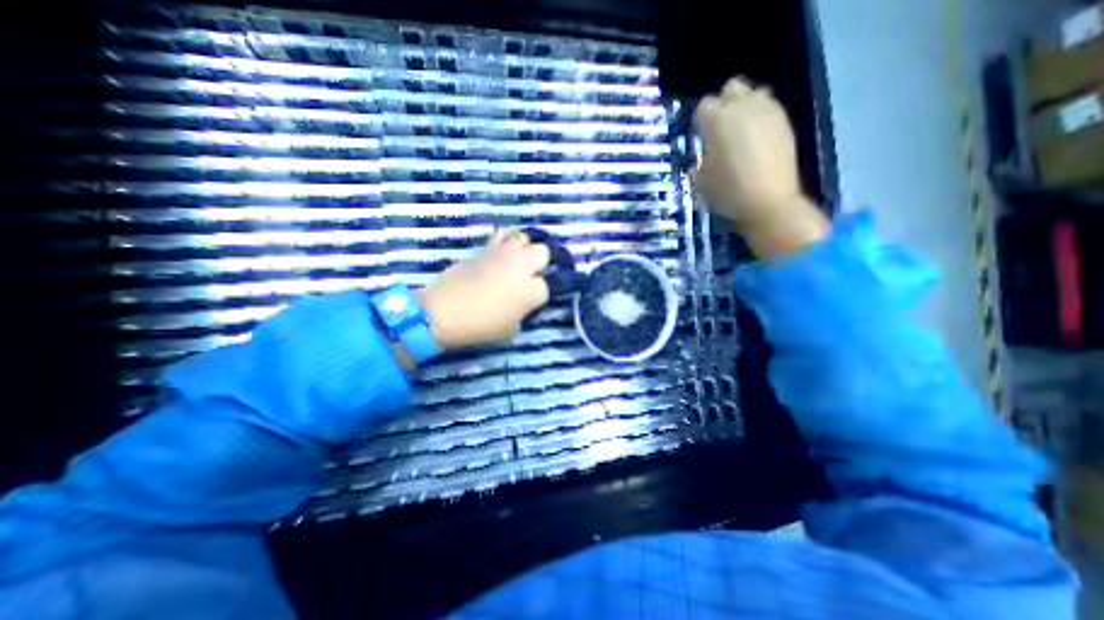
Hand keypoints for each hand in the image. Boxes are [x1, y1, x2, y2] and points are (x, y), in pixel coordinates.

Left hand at [413, 231, 550, 351]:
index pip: (545, 286)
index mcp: (531, 291)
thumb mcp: (510, 329)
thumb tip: (520, 304)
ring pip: (524, 238)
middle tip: (528, 275)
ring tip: (515, 260)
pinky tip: (501, 251)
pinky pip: (501, 235)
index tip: (528, 301)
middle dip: (539, 263)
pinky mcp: (485, 248)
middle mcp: (522, 267)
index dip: (537, 294)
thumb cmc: (480, 326)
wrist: (445, 311)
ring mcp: (503, 254)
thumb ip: (521, 313)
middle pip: (542, 253)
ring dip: (523, 249)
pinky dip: (504, 241)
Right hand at [693, 77, 822, 256]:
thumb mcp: (701, 180)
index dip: (701, 120)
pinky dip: (760, 118)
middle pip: (732, 88)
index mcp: (718, 120)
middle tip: (720, 127)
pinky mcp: (785, 122)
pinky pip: (770, 109)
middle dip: (724, 103)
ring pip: (755, 93)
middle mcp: (744, 107)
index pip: (704, 106)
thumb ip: (700, 163)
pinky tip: (757, 140)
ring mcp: (769, 112)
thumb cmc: (727, 190)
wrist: (768, 201)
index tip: (701, 135)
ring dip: (745, 106)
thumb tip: (705, 159)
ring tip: (741, 131)